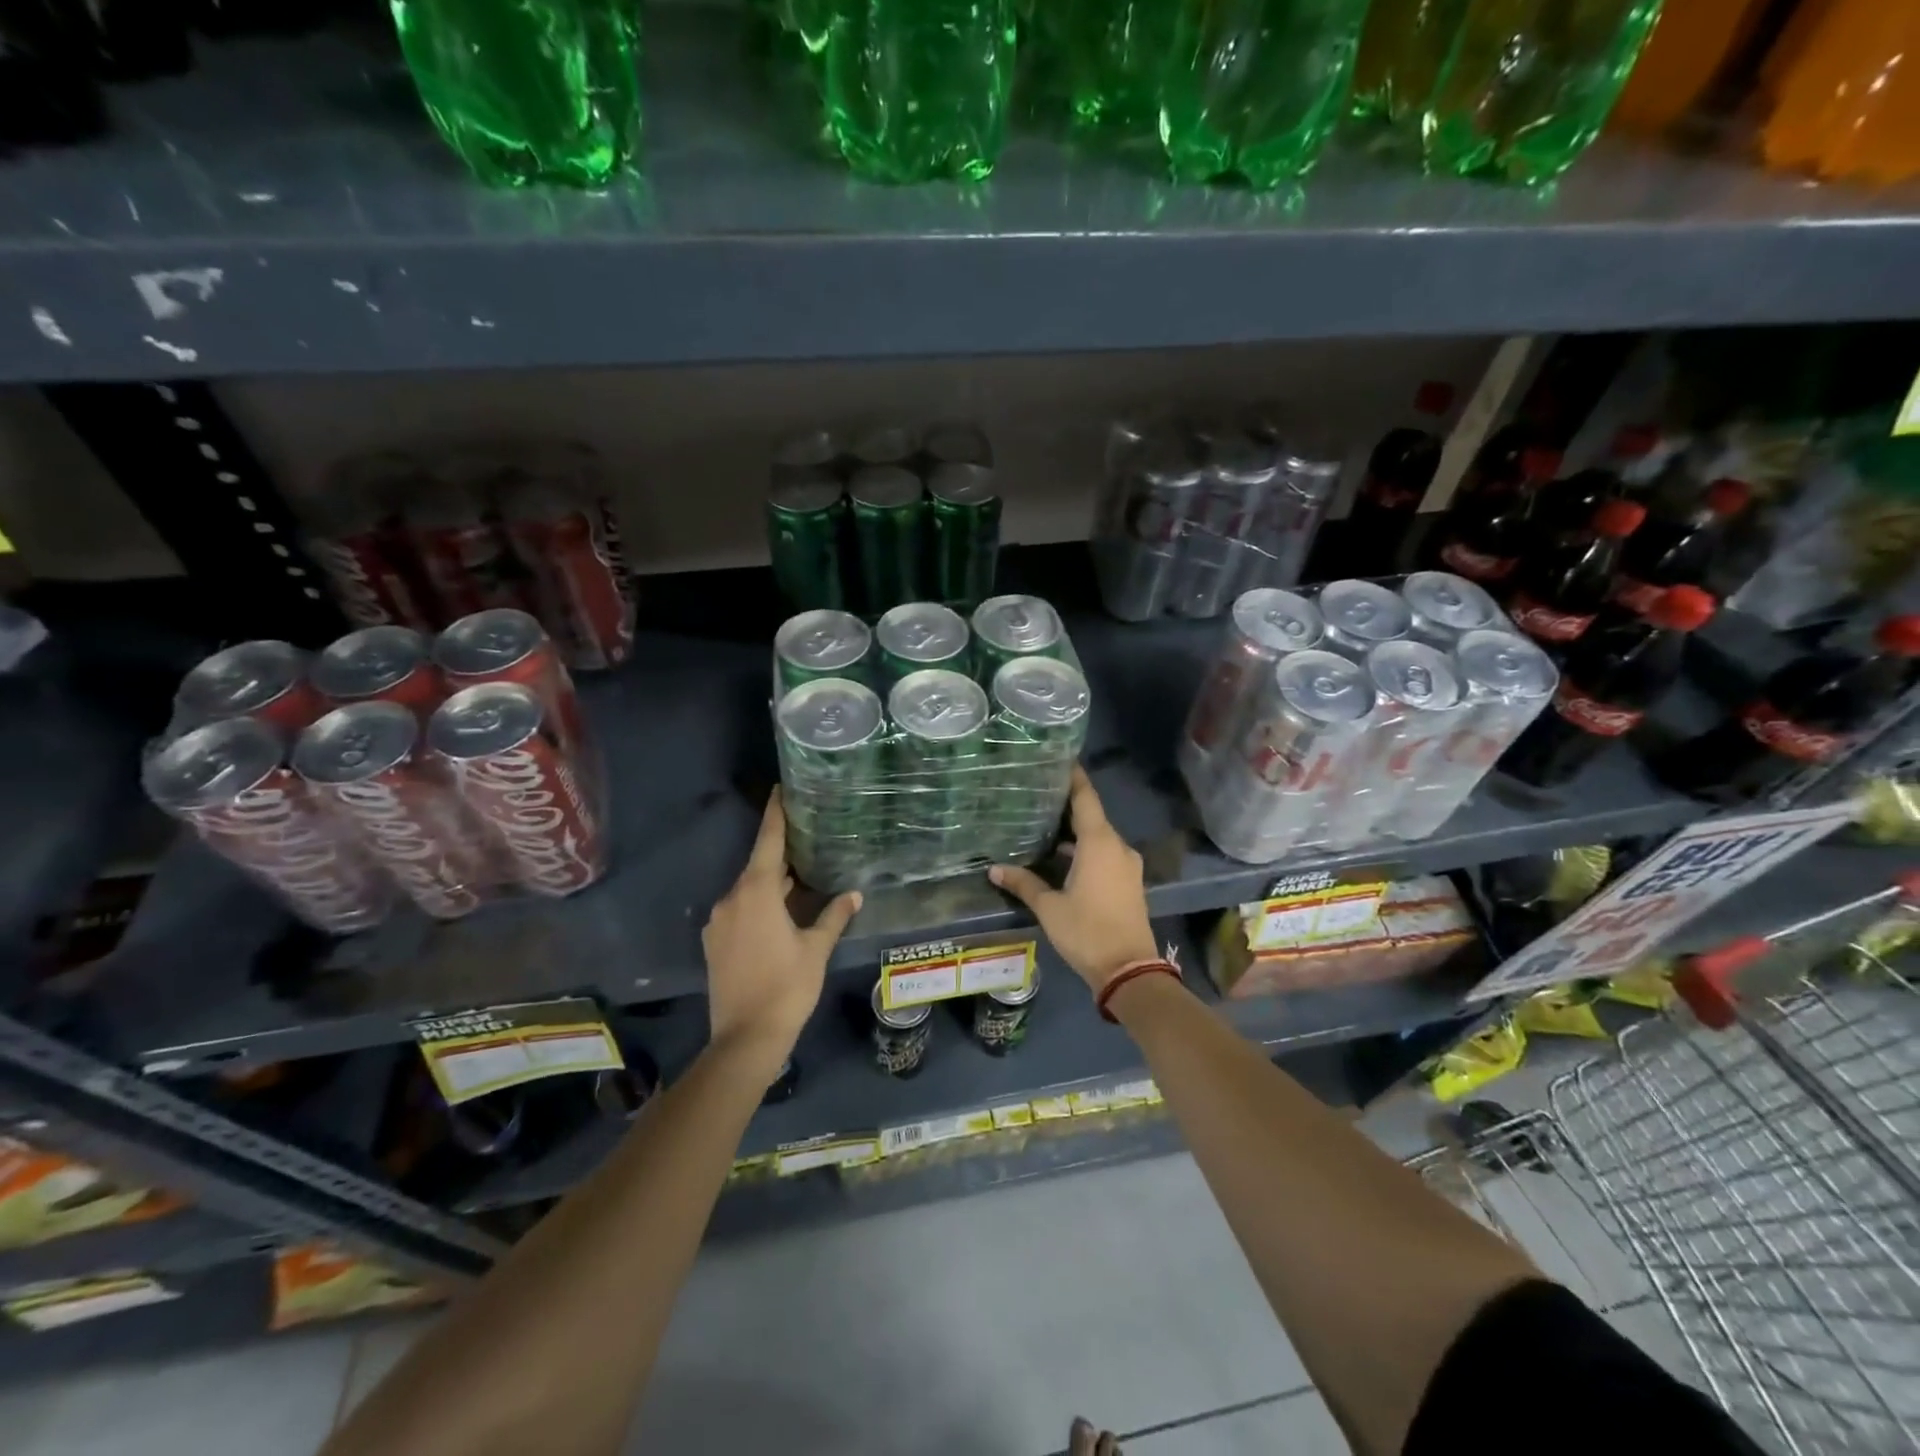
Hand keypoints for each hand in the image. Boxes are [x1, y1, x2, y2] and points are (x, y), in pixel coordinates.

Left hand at [703, 791, 860, 1067]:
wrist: (745, 1038)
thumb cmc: (787, 987)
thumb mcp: (816, 949)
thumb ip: (834, 916)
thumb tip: (854, 894)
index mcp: (757, 892)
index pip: (768, 841)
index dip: (775, 814)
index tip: (779, 789)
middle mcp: (732, 898)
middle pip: (758, 866)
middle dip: (781, 855)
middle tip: (807, 841)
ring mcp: (718, 921)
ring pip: (748, 890)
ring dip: (771, 884)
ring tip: (799, 880)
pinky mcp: (713, 942)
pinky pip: (738, 910)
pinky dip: (758, 904)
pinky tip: (778, 915)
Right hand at [989, 766, 1158, 994]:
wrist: (1129, 970)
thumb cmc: (1087, 931)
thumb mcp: (1049, 907)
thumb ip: (1024, 883)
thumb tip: (994, 869)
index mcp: (1099, 843)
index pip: (1086, 798)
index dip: (1074, 777)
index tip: (1059, 760)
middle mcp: (1117, 847)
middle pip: (1092, 816)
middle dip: (1067, 806)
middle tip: (1038, 794)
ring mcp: (1126, 865)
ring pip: (1098, 838)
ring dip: (1076, 832)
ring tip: (1044, 825)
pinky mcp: (1128, 882)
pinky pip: (1105, 854)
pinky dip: (1085, 850)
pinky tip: (1062, 857)